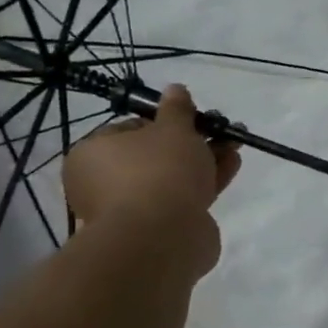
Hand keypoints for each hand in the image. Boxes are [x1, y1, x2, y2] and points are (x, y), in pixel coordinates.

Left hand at [62, 85, 240, 276]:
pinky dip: (205, 182)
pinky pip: (182, 198)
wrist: (162, 237)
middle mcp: (103, 183)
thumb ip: (177, 109)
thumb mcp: (173, 129)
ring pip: (172, 177)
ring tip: (235, 146)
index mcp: (93, 154)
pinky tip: (231, 166)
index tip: (194, 119)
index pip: (130, 128)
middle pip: (154, 154)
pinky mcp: (156, 229)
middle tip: (221, 131)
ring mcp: (129, 209)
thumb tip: (175, 89)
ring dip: (204, 160)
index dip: (166, 121)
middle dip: (193, 141)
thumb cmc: (159, 171)